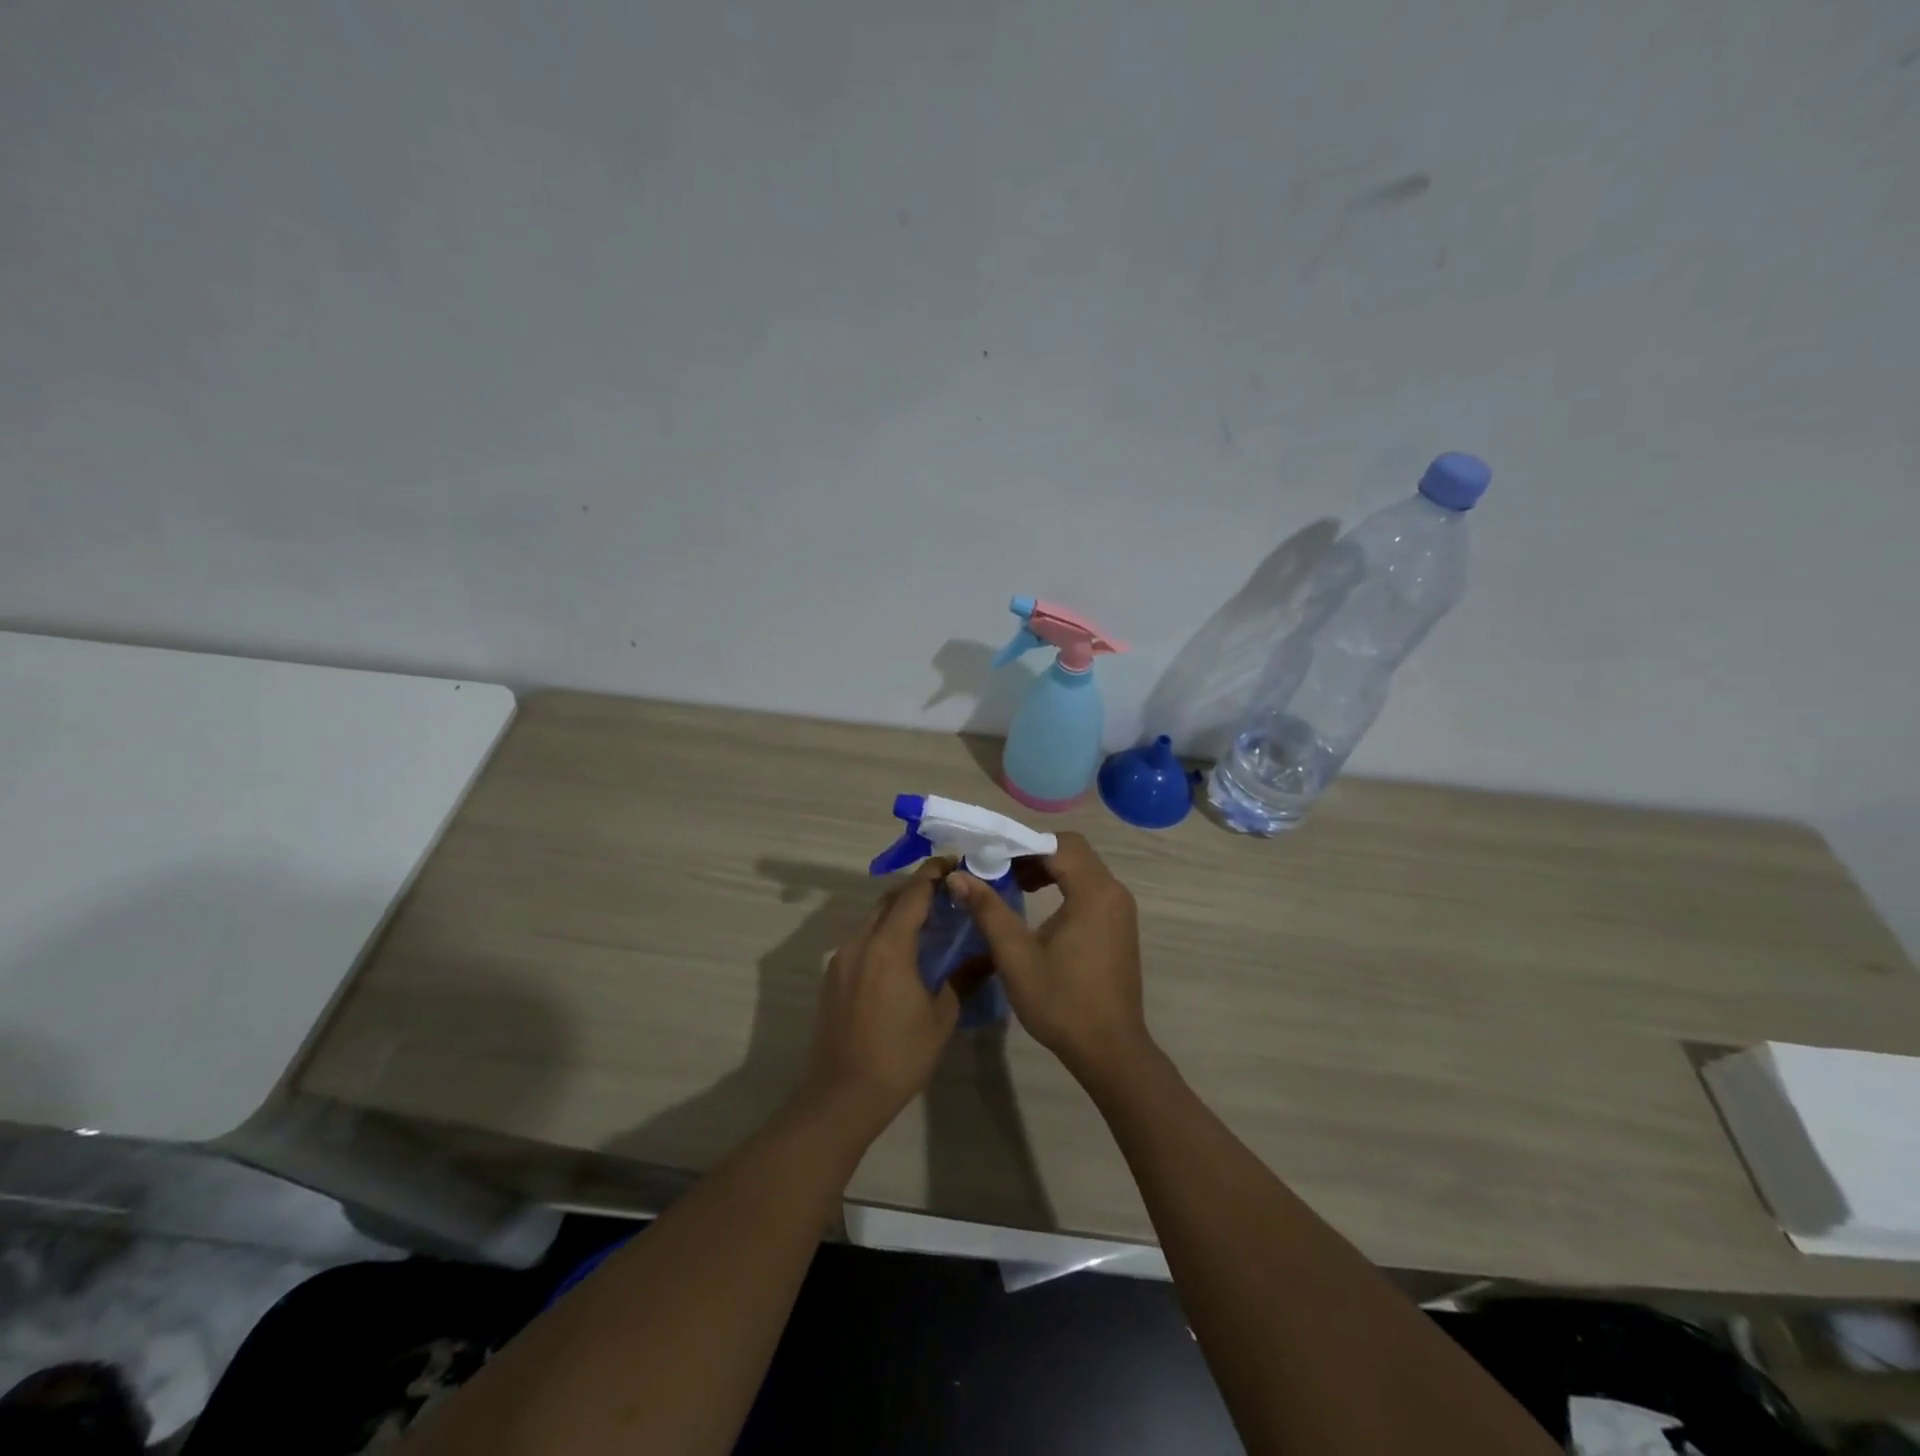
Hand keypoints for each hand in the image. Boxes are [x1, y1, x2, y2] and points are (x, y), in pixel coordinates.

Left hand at [800, 859, 960, 1137]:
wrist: (843, 1095)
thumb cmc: (899, 1055)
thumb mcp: (941, 1017)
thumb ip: (963, 979)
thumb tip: (988, 957)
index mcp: (889, 945)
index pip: (912, 893)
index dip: (933, 873)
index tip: (954, 862)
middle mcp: (861, 942)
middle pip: (889, 900)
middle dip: (917, 890)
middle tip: (948, 894)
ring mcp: (842, 959)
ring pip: (873, 920)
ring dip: (899, 913)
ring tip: (929, 923)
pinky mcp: (833, 977)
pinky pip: (862, 940)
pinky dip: (884, 934)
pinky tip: (903, 955)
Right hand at [947, 832, 1155, 1091]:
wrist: (1109, 1049)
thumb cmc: (1061, 1001)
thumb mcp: (1015, 955)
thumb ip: (987, 909)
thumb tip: (957, 875)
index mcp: (1093, 892)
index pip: (1057, 843)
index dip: (1021, 844)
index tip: (989, 857)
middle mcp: (1113, 892)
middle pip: (1072, 851)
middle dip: (1033, 853)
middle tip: (999, 870)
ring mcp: (1121, 909)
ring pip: (1082, 869)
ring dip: (1048, 869)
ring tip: (1014, 887)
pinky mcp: (1120, 925)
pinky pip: (1091, 888)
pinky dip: (1065, 886)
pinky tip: (1039, 908)